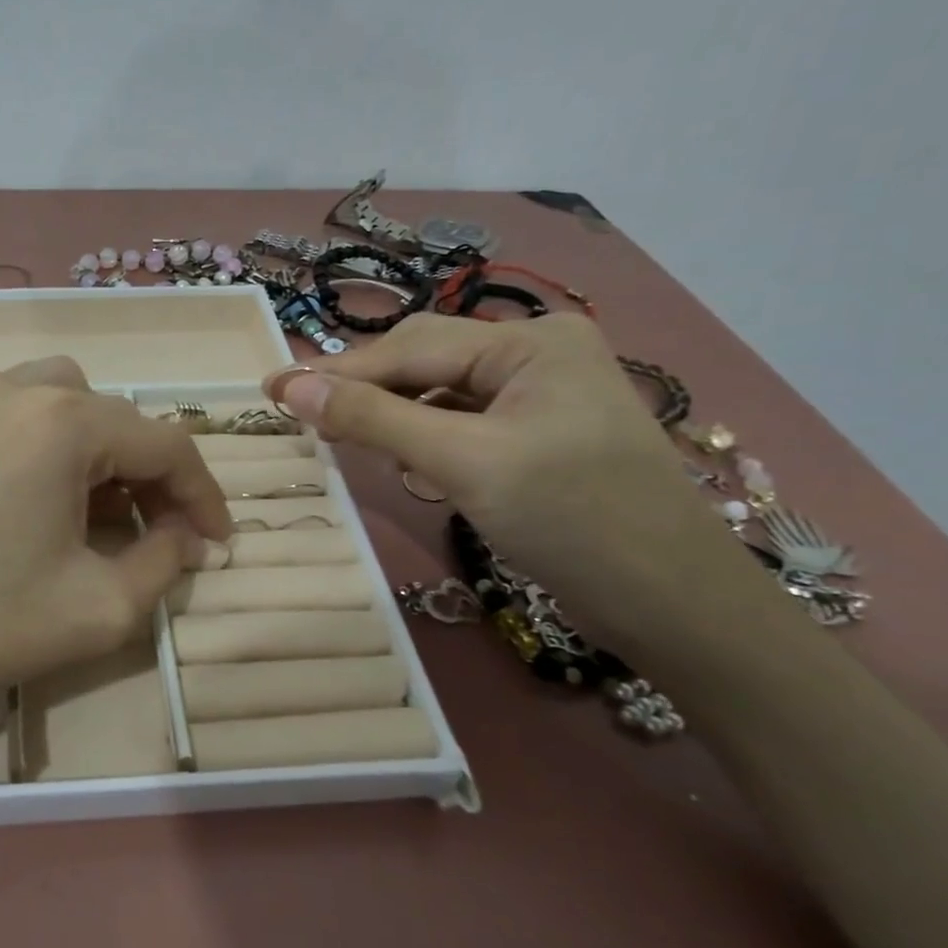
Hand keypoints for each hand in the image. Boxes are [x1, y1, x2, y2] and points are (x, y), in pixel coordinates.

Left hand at [0, 357, 232, 749]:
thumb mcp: (100, 608)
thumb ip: (163, 564)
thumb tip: (186, 539)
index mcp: (63, 420)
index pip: (165, 443)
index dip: (203, 494)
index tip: (217, 542)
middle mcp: (14, 388)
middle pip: (112, 417)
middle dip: (146, 474)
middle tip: (152, 533)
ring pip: (58, 403)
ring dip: (93, 451)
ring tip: (89, 512)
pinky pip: (6, 418)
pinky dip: (39, 448)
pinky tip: (25, 505)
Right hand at [264, 313, 773, 646]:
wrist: (677, 606)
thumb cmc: (573, 522)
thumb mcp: (464, 464)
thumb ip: (374, 419)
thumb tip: (291, 388)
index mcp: (532, 341)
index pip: (411, 348)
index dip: (337, 372)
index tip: (270, 389)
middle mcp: (540, 352)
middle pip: (426, 360)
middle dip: (364, 389)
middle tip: (301, 415)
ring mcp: (544, 393)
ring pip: (441, 392)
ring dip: (391, 413)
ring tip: (340, 436)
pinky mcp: (542, 432)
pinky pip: (464, 419)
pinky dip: (425, 434)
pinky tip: (402, 456)